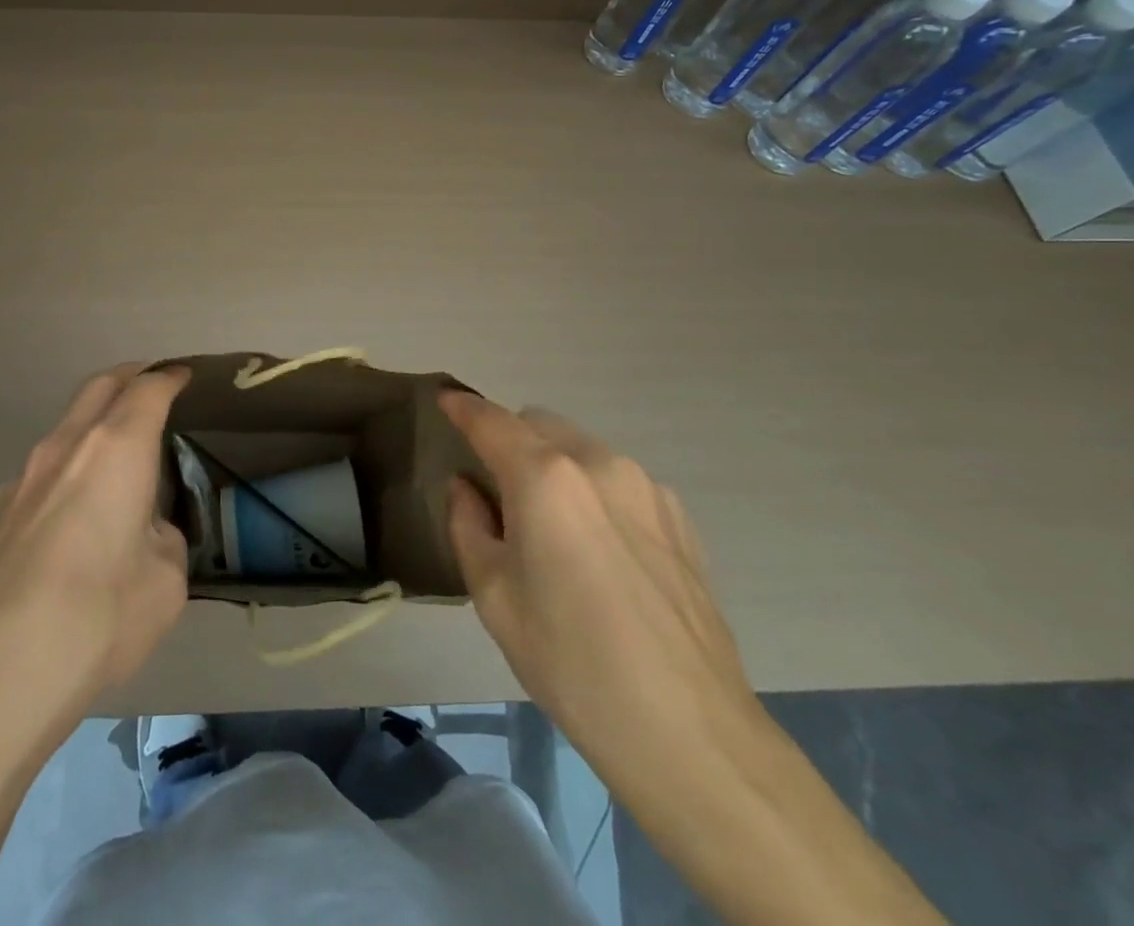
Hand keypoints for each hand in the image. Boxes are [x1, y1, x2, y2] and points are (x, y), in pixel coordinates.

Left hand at [0, 364, 190, 730]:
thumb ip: (162, 541)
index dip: (169, 378)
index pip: (147, 390)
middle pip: (98, 388)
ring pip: (64, 430)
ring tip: (114, 460)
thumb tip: (144, 535)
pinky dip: (65, 474)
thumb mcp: (165, 582)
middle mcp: (64, 449)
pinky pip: (39, 477)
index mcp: (115, 450)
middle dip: (127, 377)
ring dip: (92, 427)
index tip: (182, 375)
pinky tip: (70, 521)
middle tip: (149, 383)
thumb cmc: (98, 618)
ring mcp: (20, 481)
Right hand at [441, 392, 757, 794]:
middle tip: (496, 491)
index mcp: (545, 477)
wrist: (689, 733)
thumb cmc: (570, 662)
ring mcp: (646, 487)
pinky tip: (600, 551)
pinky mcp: (679, 518)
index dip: (462, 407)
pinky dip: (593, 491)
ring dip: (553, 466)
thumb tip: (467, 488)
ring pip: (581, 449)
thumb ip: (468, 525)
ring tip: (552, 529)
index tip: (444, 401)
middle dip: (509, 440)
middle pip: (538, 424)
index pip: (491, 421)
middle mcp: (597, 463)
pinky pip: (618, 481)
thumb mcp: (493, 596)